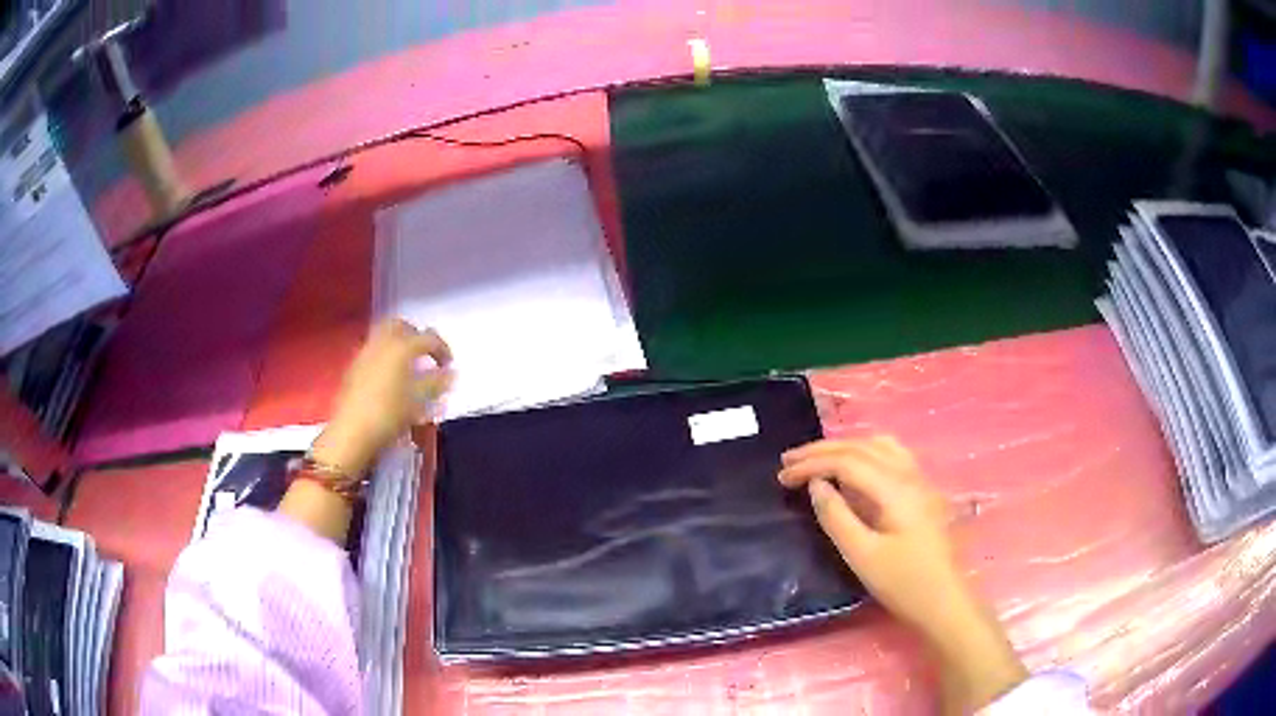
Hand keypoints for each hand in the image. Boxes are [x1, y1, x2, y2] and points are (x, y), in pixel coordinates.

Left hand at [311, 319, 452, 475]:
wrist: (352, 432)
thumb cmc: (389, 415)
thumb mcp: (419, 402)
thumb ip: (436, 383)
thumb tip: (450, 373)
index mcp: (402, 347)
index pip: (429, 338)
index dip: (442, 349)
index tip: (448, 364)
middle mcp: (382, 342)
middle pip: (401, 325)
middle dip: (416, 335)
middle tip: (425, 352)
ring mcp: (365, 352)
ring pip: (384, 334)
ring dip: (399, 342)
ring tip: (408, 363)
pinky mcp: (354, 366)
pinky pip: (373, 349)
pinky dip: (385, 354)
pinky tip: (389, 375)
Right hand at [779, 436, 960, 630]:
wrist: (945, 601)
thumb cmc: (903, 583)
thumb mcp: (862, 555)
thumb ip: (837, 516)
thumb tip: (816, 485)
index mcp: (895, 488)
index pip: (847, 461)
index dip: (812, 464)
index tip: (782, 476)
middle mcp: (909, 474)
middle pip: (862, 447)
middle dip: (823, 451)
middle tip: (788, 462)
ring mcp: (920, 481)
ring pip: (879, 446)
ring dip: (845, 448)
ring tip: (817, 461)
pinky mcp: (922, 492)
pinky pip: (890, 456)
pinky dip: (864, 454)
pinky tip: (854, 470)